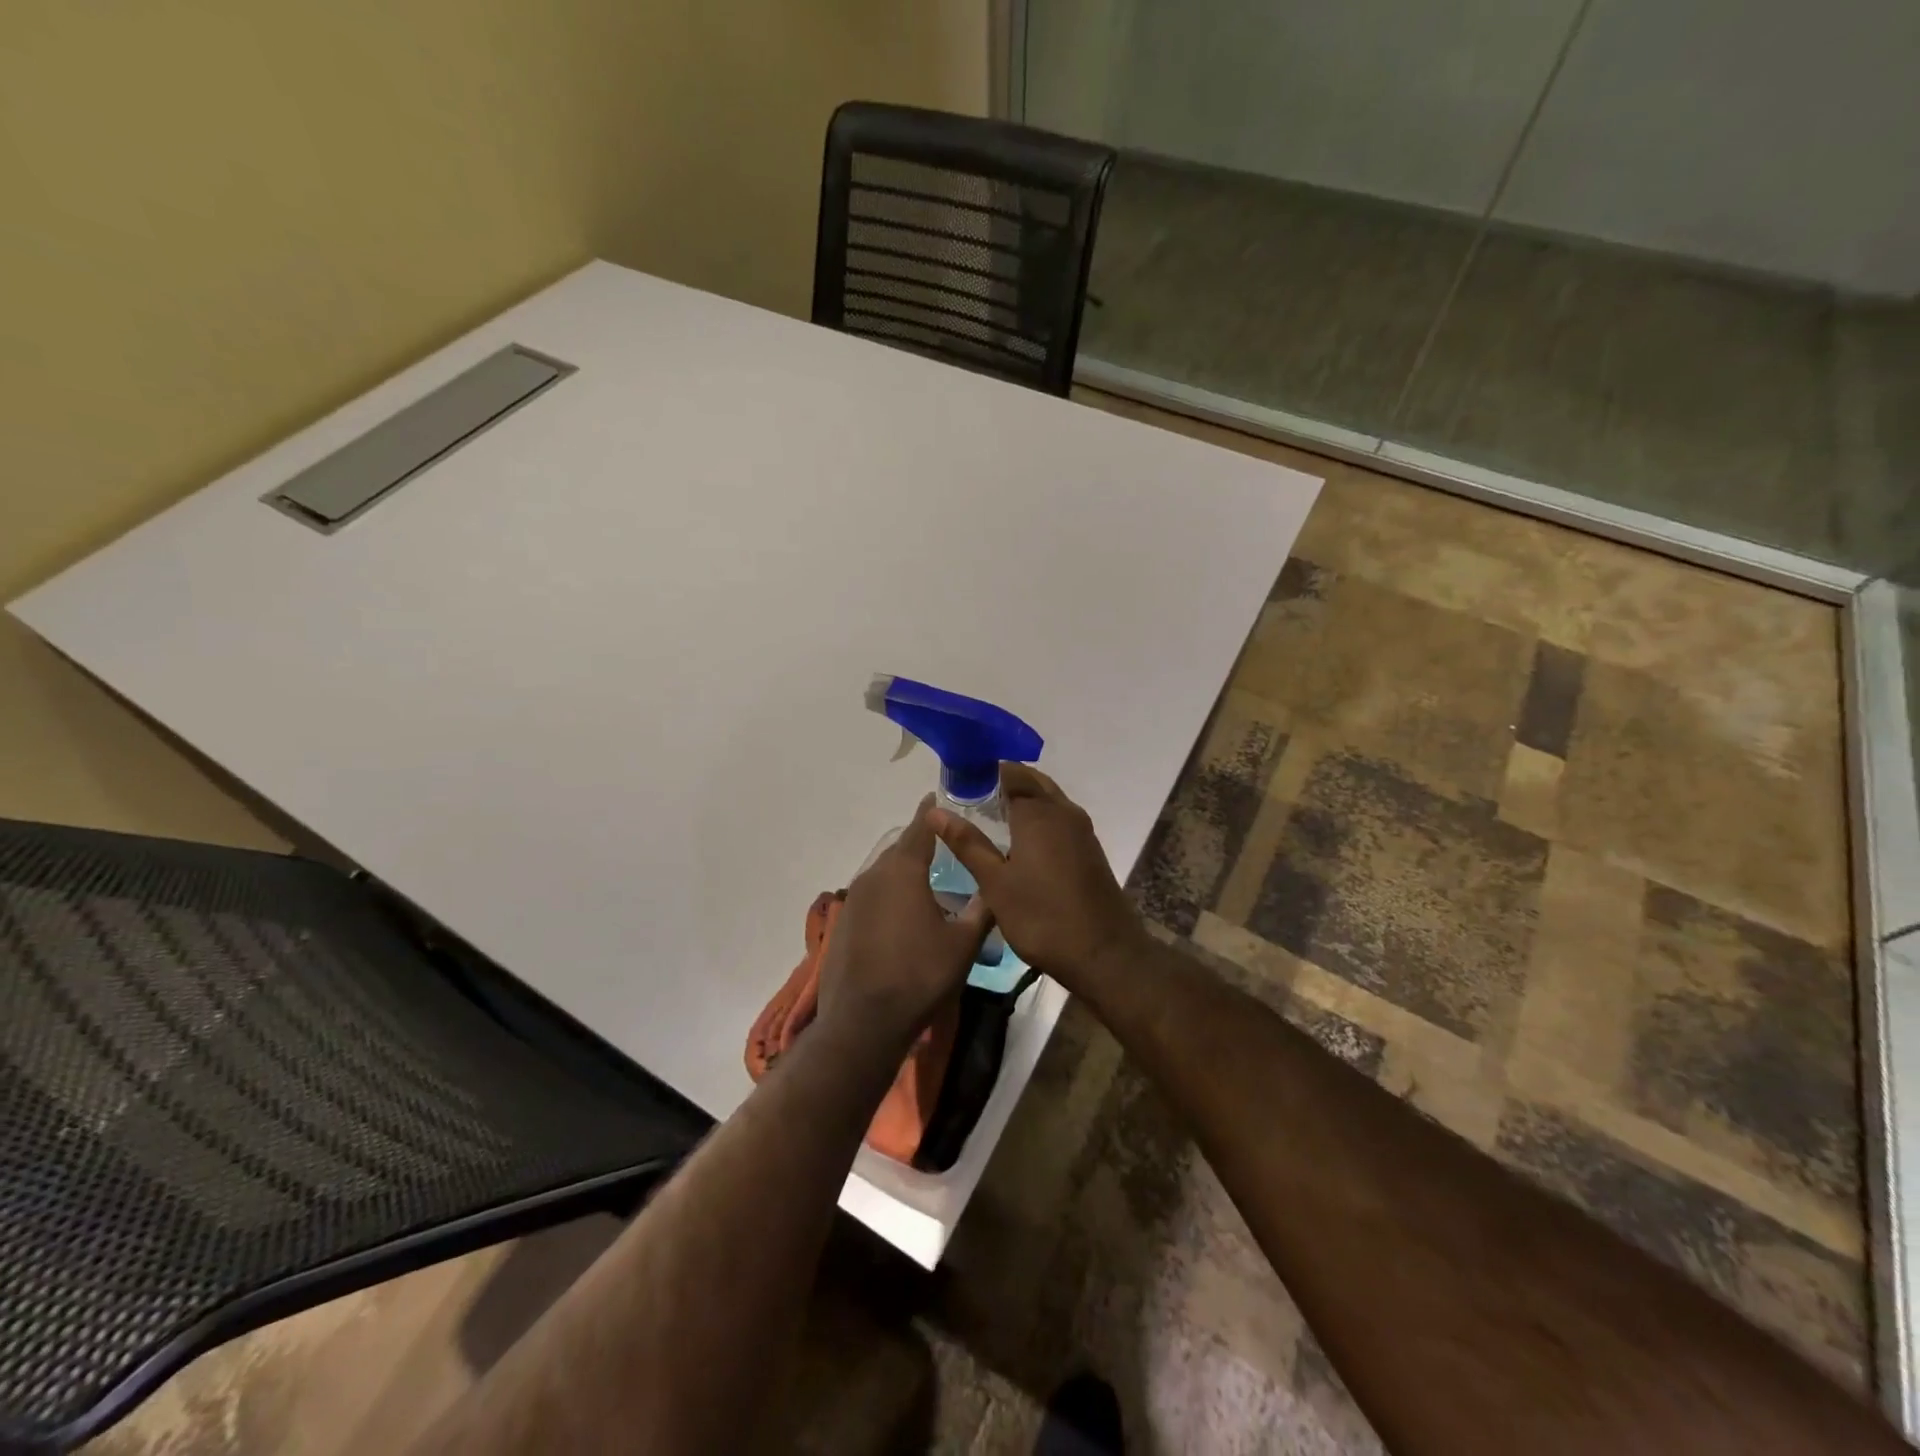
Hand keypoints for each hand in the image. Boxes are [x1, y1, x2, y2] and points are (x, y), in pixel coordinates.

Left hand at [816, 795, 991, 1049]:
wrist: (864, 1021)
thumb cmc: (921, 975)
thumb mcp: (964, 943)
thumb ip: (982, 909)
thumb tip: (996, 887)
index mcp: (903, 871)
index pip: (920, 828)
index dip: (931, 812)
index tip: (937, 797)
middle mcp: (874, 876)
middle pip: (900, 849)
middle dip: (920, 843)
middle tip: (943, 845)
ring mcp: (854, 900)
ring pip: (883, 873)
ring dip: (904, 872)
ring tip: (926, 881)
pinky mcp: (843, 923)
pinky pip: (871, 896)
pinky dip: (888, 895)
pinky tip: (902, 916)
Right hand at [927, 764, 1145, 989]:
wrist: (1104, 954)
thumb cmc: (1042, 917)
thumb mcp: (995, 883)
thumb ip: (968, 843)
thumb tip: (935, 812)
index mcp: (1039, 813)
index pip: (1011, 773)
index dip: (986, 771)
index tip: (961, 779)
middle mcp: (1064, 812)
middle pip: (1033, 782)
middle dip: (1005, 781)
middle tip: (973, 795)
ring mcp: (1082, 831)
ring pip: (1049, 799)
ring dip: (1024, 799)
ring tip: (991, 815)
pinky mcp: (1090, 849)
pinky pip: (1060, 818)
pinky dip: (1039, 817)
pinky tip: (1020, 840)